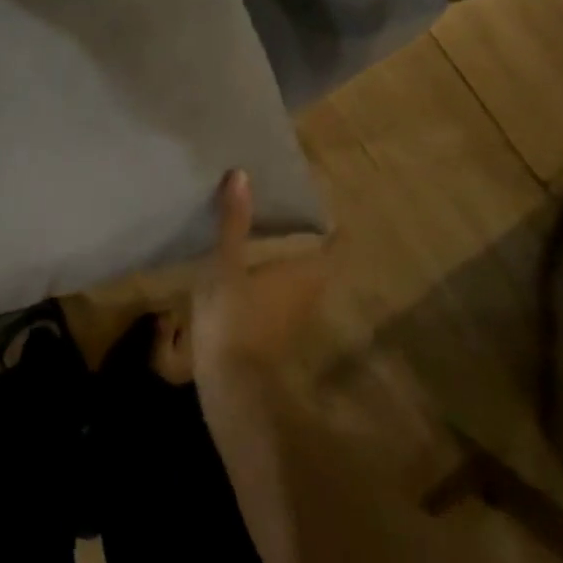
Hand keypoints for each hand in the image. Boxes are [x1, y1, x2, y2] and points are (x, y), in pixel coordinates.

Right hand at [154, 170, 327, 385]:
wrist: (232, 388)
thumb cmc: (234, 318)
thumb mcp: (226, 265)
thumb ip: (234, 222)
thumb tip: (242, 174)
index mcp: (305, 271)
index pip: (337, 244)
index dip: (335, 225)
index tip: (325, 204)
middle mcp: (310, 292)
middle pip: (320, 260)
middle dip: (309, 237)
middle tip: (287, 210)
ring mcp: (296, 316)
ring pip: (302, 280)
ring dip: (291, 259)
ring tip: (267, 233)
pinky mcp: (278, 333)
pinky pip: (284, 296)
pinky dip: (275, 279)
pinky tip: (251, 271)